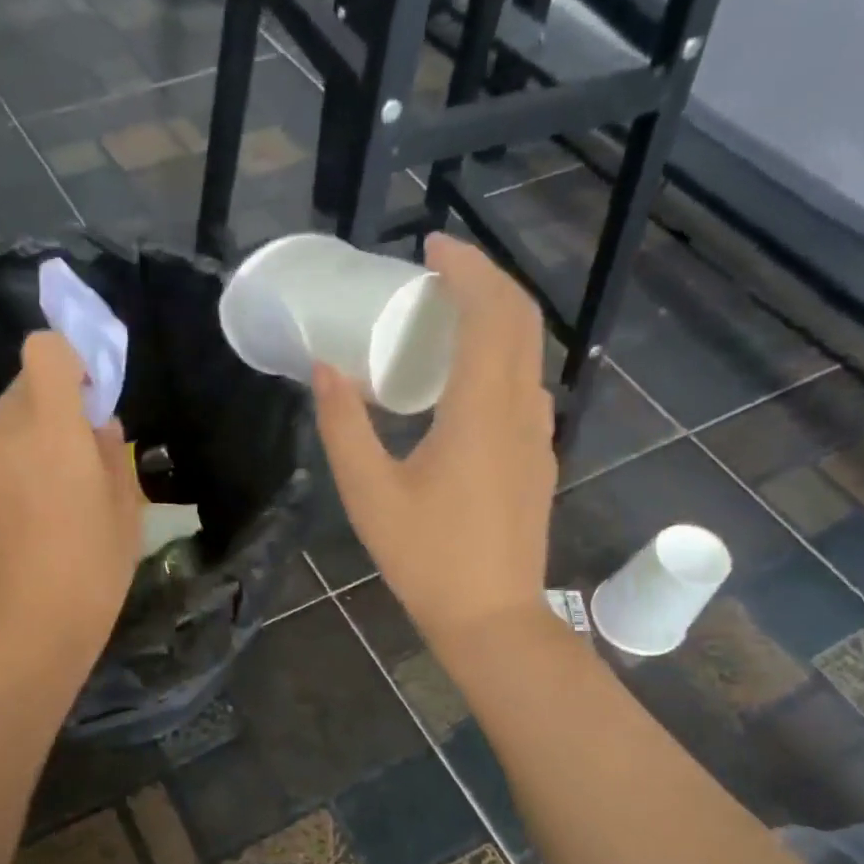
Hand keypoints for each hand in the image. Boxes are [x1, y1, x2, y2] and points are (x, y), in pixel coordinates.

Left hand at [0, 331, 141, 664]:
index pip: (44, 351)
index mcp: (51, 428)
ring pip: (4, 423)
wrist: (26, 630)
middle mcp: (4, 434)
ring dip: (32, 435)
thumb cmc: (92, 569)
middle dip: (54, 402)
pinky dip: (12, 468)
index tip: (92, 397)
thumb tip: (99, 427)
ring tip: (58, 490)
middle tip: (82, 450)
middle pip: (22, 385)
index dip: (70, 359)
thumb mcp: (125, 511)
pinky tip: (32, 519)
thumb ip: (113, 455)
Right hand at [313, 233, 555, 650]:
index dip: (466, 267)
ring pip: (528, 353)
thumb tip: (325, 369)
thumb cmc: (426, 557)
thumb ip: (343, 427)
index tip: (430, 246)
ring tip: (446, 319)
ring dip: (494, 319)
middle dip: (484, 281)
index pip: (490, 310)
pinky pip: (526, 387)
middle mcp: (522, 410)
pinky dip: (500, 359)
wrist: (491, 617)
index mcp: (482, 409)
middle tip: (436, 273)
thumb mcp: (370, 494)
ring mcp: (538, 436)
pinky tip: (463, 384)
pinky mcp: (538, 460)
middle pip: (520, 320)